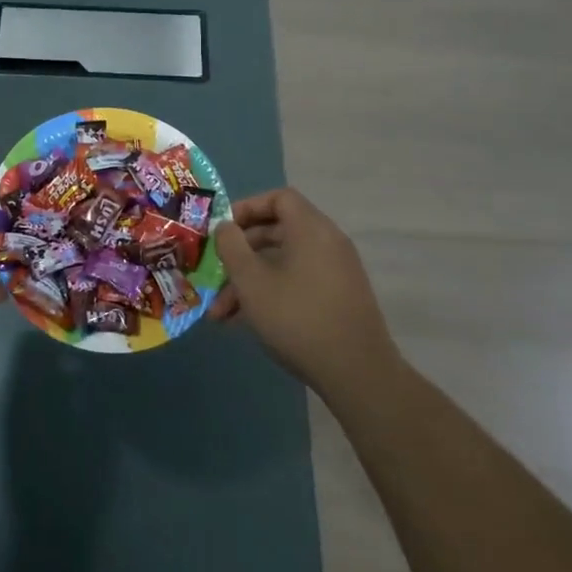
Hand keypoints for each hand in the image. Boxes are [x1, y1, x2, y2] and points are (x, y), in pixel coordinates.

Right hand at [212, 188, 401, 403]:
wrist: (357, 373)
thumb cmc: (297, 318)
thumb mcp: (251, 281)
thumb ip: (232, 247)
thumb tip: (226, 227)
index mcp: (311, 229)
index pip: (279, 198)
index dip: (248, 207)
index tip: (223, 229)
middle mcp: (328, 243)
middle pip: (277, 232)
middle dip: (240, 254)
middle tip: (214, 274)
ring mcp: (336, 272)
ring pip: (283, 264)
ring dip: (249, 282)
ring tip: (220, 314)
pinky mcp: (339, 299)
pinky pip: (298, 283)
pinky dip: (271, 294)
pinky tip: (244, 323)